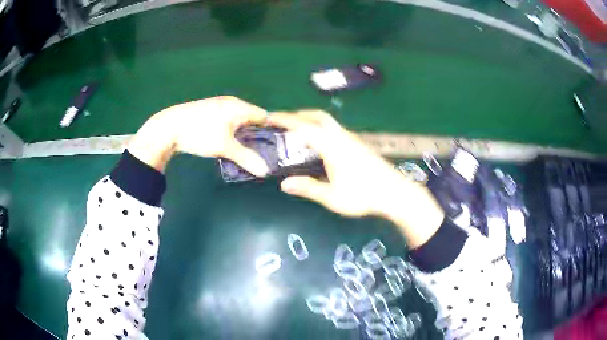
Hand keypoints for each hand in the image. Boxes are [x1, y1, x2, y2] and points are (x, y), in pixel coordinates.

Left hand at [128, 96, 269, 175]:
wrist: (168, 128)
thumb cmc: (200, 133)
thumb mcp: (224, 147)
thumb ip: (246, 158)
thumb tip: (265, 172)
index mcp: (239, 107)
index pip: (264, 116)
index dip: (274, 130)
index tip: (281, 146)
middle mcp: (231, 104)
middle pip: (253, 119)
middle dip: (260, 135)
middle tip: (267, 153)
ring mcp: (219, 108)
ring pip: (240, 122)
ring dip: (246, 136)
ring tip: (252, 152)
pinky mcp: (210, 114)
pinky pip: (229, 123)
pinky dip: (234, 134)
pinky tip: (233, 146)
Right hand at [268, 110, 443, 247]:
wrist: (394, 193)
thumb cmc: (363, 195)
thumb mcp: (332, 196)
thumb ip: (308, 188)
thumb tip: (283, 184)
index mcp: (332, 146)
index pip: (304, 127)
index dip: (285, 120)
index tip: (270, 117)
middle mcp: (341, 137)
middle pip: (318, 116)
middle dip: (299, 115)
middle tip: (283, 122)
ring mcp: (351, 139)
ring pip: (328, 122)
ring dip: (310, 121)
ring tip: (297, 132)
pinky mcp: (358, 145)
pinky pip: (334, 130)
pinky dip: (320, 129)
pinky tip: (318, 144)